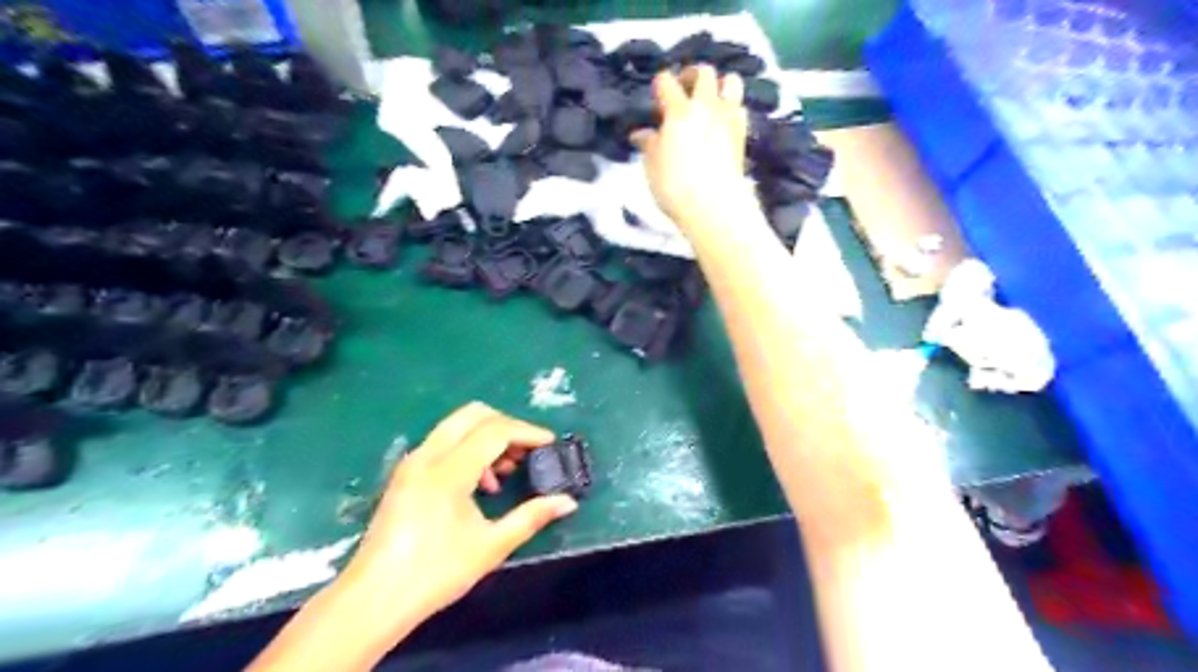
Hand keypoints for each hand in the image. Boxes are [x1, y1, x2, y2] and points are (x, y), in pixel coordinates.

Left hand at [338, 405, 576, 619]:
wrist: (373, 600)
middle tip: (528, 451)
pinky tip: (481, 483)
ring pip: (457, 425)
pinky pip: (444, 443)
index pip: (495, 431)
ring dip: (487, 436)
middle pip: (474, 414)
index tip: (550, 444)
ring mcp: (412, 462)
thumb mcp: (491, 546)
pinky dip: (468, 448)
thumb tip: (567, 502)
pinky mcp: (406, 473)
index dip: (527, 432)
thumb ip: (531, 517)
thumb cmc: (435, 573)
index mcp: (448, 471)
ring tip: (507, 471)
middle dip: (507, 425)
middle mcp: (427, 455)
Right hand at [629, 64, 745, 223]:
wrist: (714, 205)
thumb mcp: (652, 166)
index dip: (660, 85)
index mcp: (678, 111)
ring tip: (709, 100)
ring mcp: (728, 118)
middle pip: (704, 72)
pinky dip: (731, 108)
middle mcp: (706, 106)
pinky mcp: (742, 134)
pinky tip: (722, 122)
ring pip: (731, 82)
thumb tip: (641, 133)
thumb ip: (649, 144)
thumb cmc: (675, 186)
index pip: (666, 81)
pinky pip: (740, 108)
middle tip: (684, 90)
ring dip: (720, 85)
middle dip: (692, 75)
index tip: (656, 97)